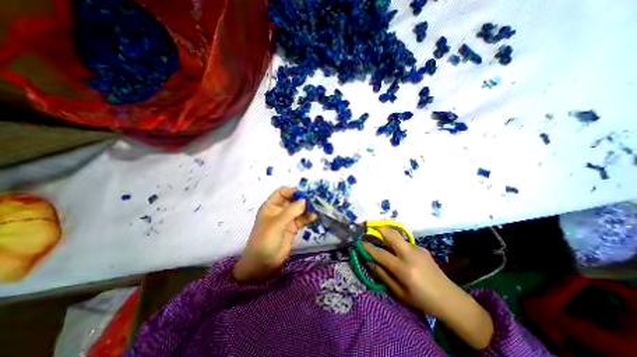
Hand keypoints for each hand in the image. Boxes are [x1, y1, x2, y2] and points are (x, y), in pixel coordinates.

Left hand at [232, 189, 315, 283]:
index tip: (304, 193)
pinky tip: (313, 217)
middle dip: (302, 199)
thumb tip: (305, 200)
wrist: (262, 264)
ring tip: (315, 209)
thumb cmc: (265, 241)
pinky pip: (301, 219)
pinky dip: (307, 217)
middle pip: (291, 200)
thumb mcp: (277, 224)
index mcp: (270, 206)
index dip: (292, 191)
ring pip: (298, 210)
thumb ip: (291, 211)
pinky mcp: (292, 228)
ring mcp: (286, 220)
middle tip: (314, 200)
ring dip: (306, 209)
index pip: (281, 193)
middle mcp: (278, 211)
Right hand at [360, 227, 493, 348]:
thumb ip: (382, 274)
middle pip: (391, 233)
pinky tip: (397, 252)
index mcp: (404, 269)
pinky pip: (404, 242)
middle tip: (368, 227)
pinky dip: (396, 243)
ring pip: (397, 235)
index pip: (380, 253)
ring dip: (386, 234)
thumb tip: (368, 261)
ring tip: (379, 239)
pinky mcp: (422, 248)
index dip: (368, 247)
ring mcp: (418, 249)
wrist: (450, 299)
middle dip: (377, 227)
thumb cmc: (422, 300)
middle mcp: (410, 254)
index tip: (360, 242)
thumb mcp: (399, 292)